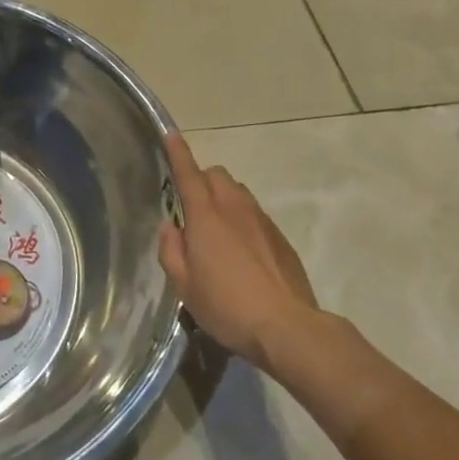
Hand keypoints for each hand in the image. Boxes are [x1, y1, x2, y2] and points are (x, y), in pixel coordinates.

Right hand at [158, 132, 318, 367]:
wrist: (287, 325)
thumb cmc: (227, 307)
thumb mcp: (185, 287)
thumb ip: (172, 252)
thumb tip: (171, 228)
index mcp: (206, 218)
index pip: (189, 175)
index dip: (178, 153)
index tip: (171, 134)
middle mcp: (235, 209)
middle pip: (216, 175)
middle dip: (201, 179)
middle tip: (191, 207)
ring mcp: (261, 221)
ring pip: (238, 192)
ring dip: (222, 198)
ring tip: (216, 230)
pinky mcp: (280, 237)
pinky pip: (255, 214)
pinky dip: (242, 219)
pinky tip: (241, 251)